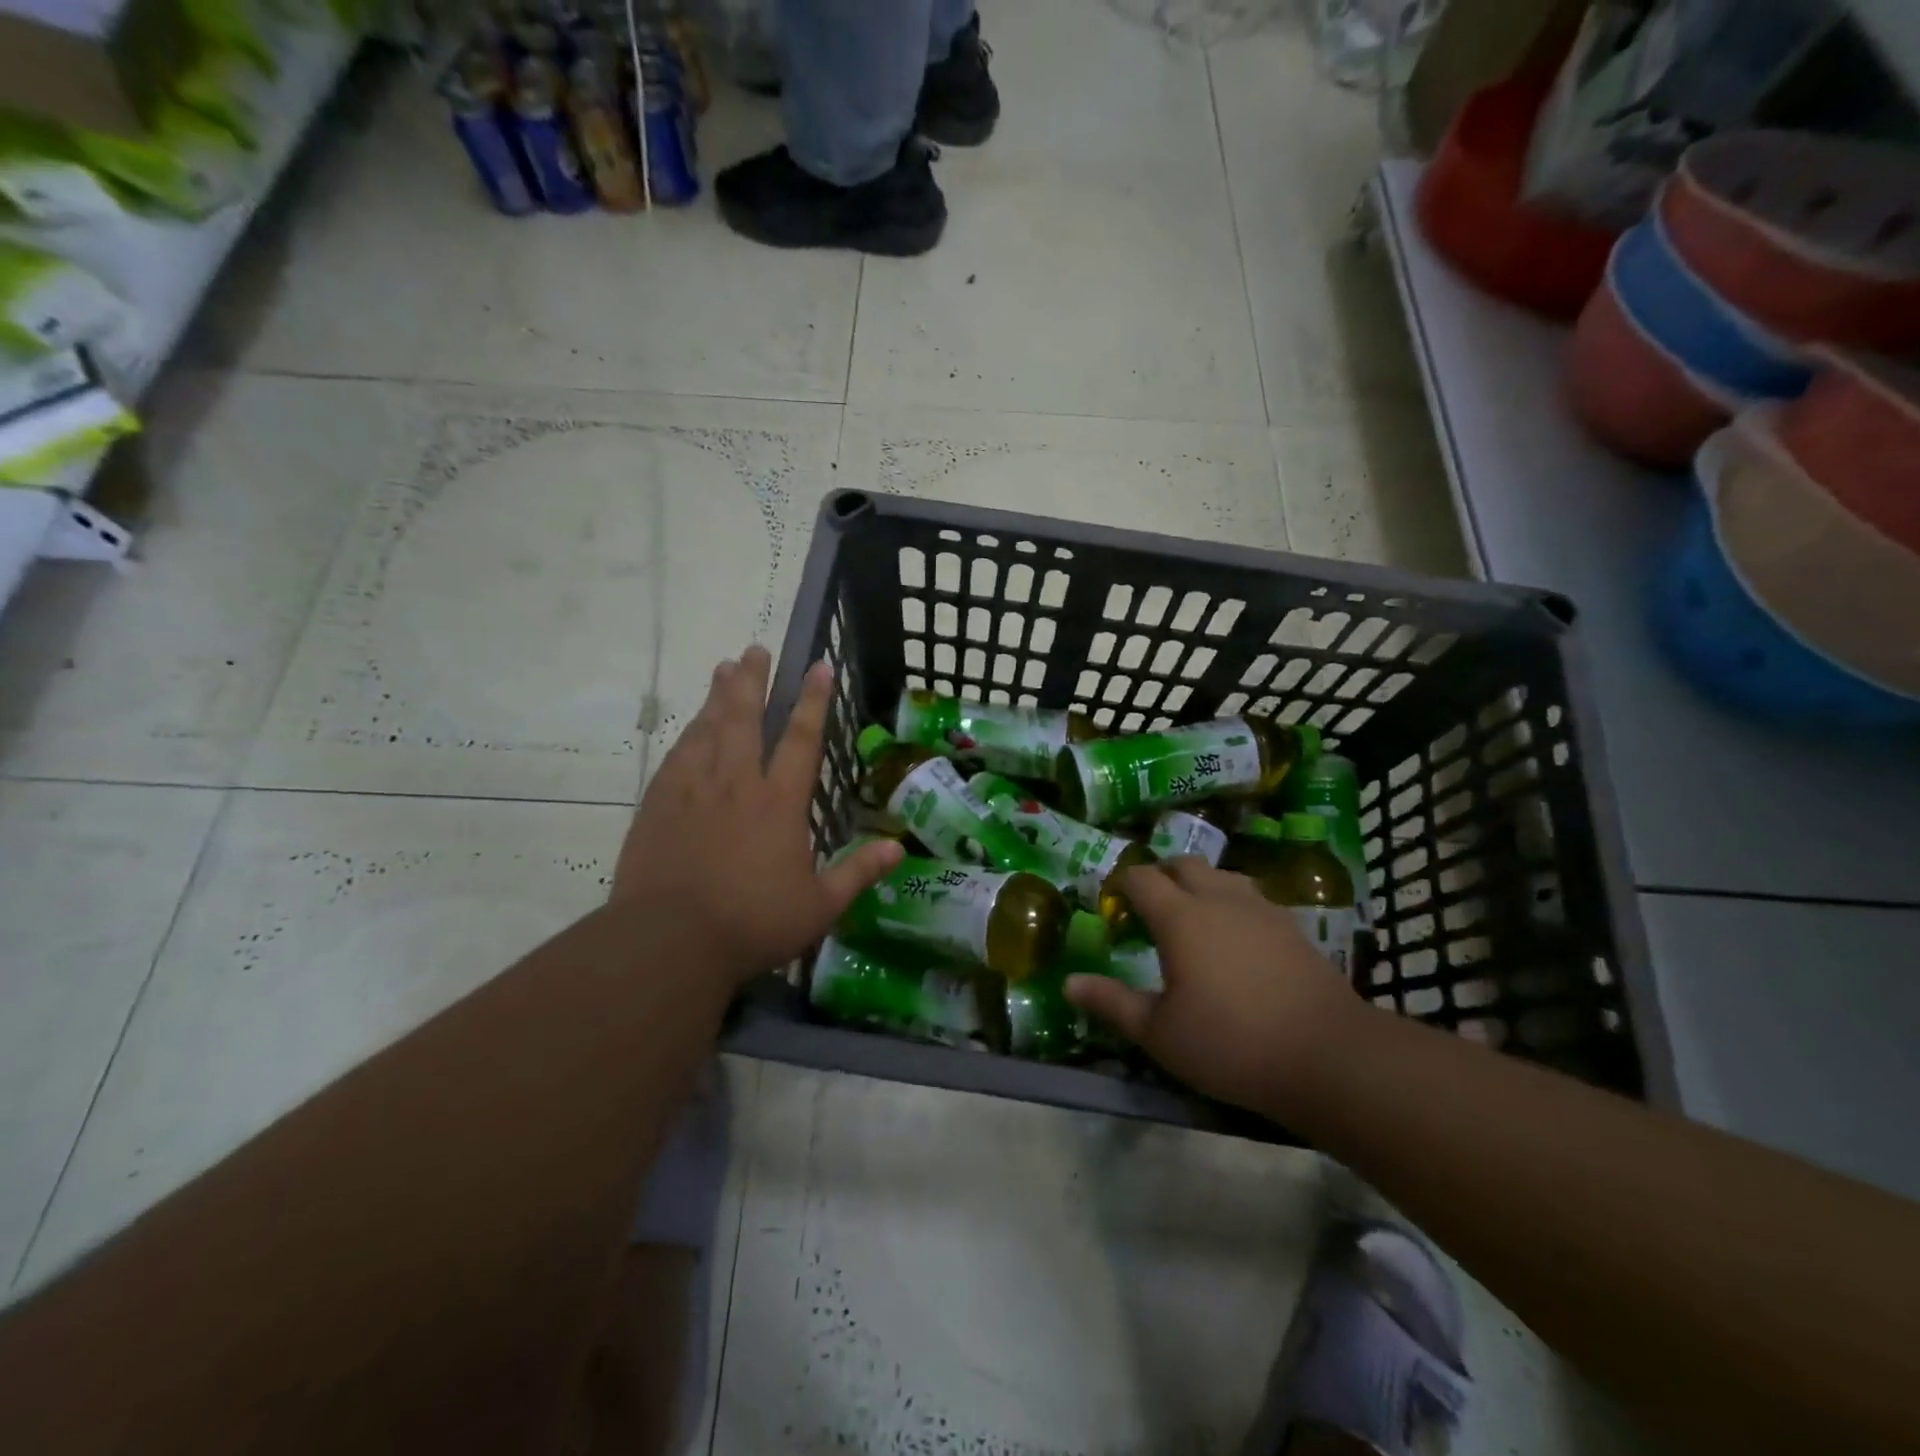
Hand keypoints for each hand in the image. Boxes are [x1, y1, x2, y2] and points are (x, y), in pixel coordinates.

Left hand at [612, 646, 901, 986]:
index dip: (812, 700)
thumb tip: (899, 848)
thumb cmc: (752, 923)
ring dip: (717, 697)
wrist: (669, 941)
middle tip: (754, 649)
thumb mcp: (819, 906)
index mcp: (778, 802)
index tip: (817, 665)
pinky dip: (688, 735)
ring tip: (722, 669)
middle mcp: (736, 783)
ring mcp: (692, 790)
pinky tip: (690, 728)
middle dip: (751, 681)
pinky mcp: (658, 805)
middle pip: (744, 718)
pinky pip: (676, 757)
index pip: (800, 738)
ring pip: (707, 730)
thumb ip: (858, 872)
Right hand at [1064, 857, 1367, 1119]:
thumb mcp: (1159, 1032)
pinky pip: (1251, 897)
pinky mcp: (1292, 926)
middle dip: (1160, 876)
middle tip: (1149, 909)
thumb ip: (1111, 1003)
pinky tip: (1236, 940)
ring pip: (1221, 875)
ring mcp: (1260, 908)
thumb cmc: (1230, 1043)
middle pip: (1183, 864)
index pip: (1141, 877)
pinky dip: (1232, 904)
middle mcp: (1218, 898)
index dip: (1122, 884)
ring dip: (1199, 885)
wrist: (1328, 1055)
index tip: (1113, 906)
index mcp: (1180, 916)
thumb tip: (1069, 984)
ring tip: (1192, 919)